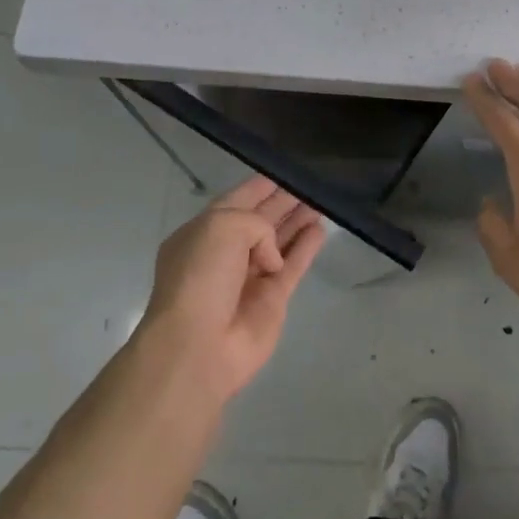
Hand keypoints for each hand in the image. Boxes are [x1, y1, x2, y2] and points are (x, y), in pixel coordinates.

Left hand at [138, 176, 325, 398]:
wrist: (198, 346)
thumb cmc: (201, 276)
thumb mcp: (222, 226)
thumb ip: (256, 223)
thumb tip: (273, 255)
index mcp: (203, 232)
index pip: (236, 201)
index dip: (259, 187)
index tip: (284, 172)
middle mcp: (225, 253)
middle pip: (260, 220)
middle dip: (282, 202)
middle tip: (309, 185)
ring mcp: (250, 278)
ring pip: (279, 241)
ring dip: (297, 221)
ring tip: (320, 202)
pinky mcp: (272, 300)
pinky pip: (293, 266)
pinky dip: (306, 248)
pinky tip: (320, 230)